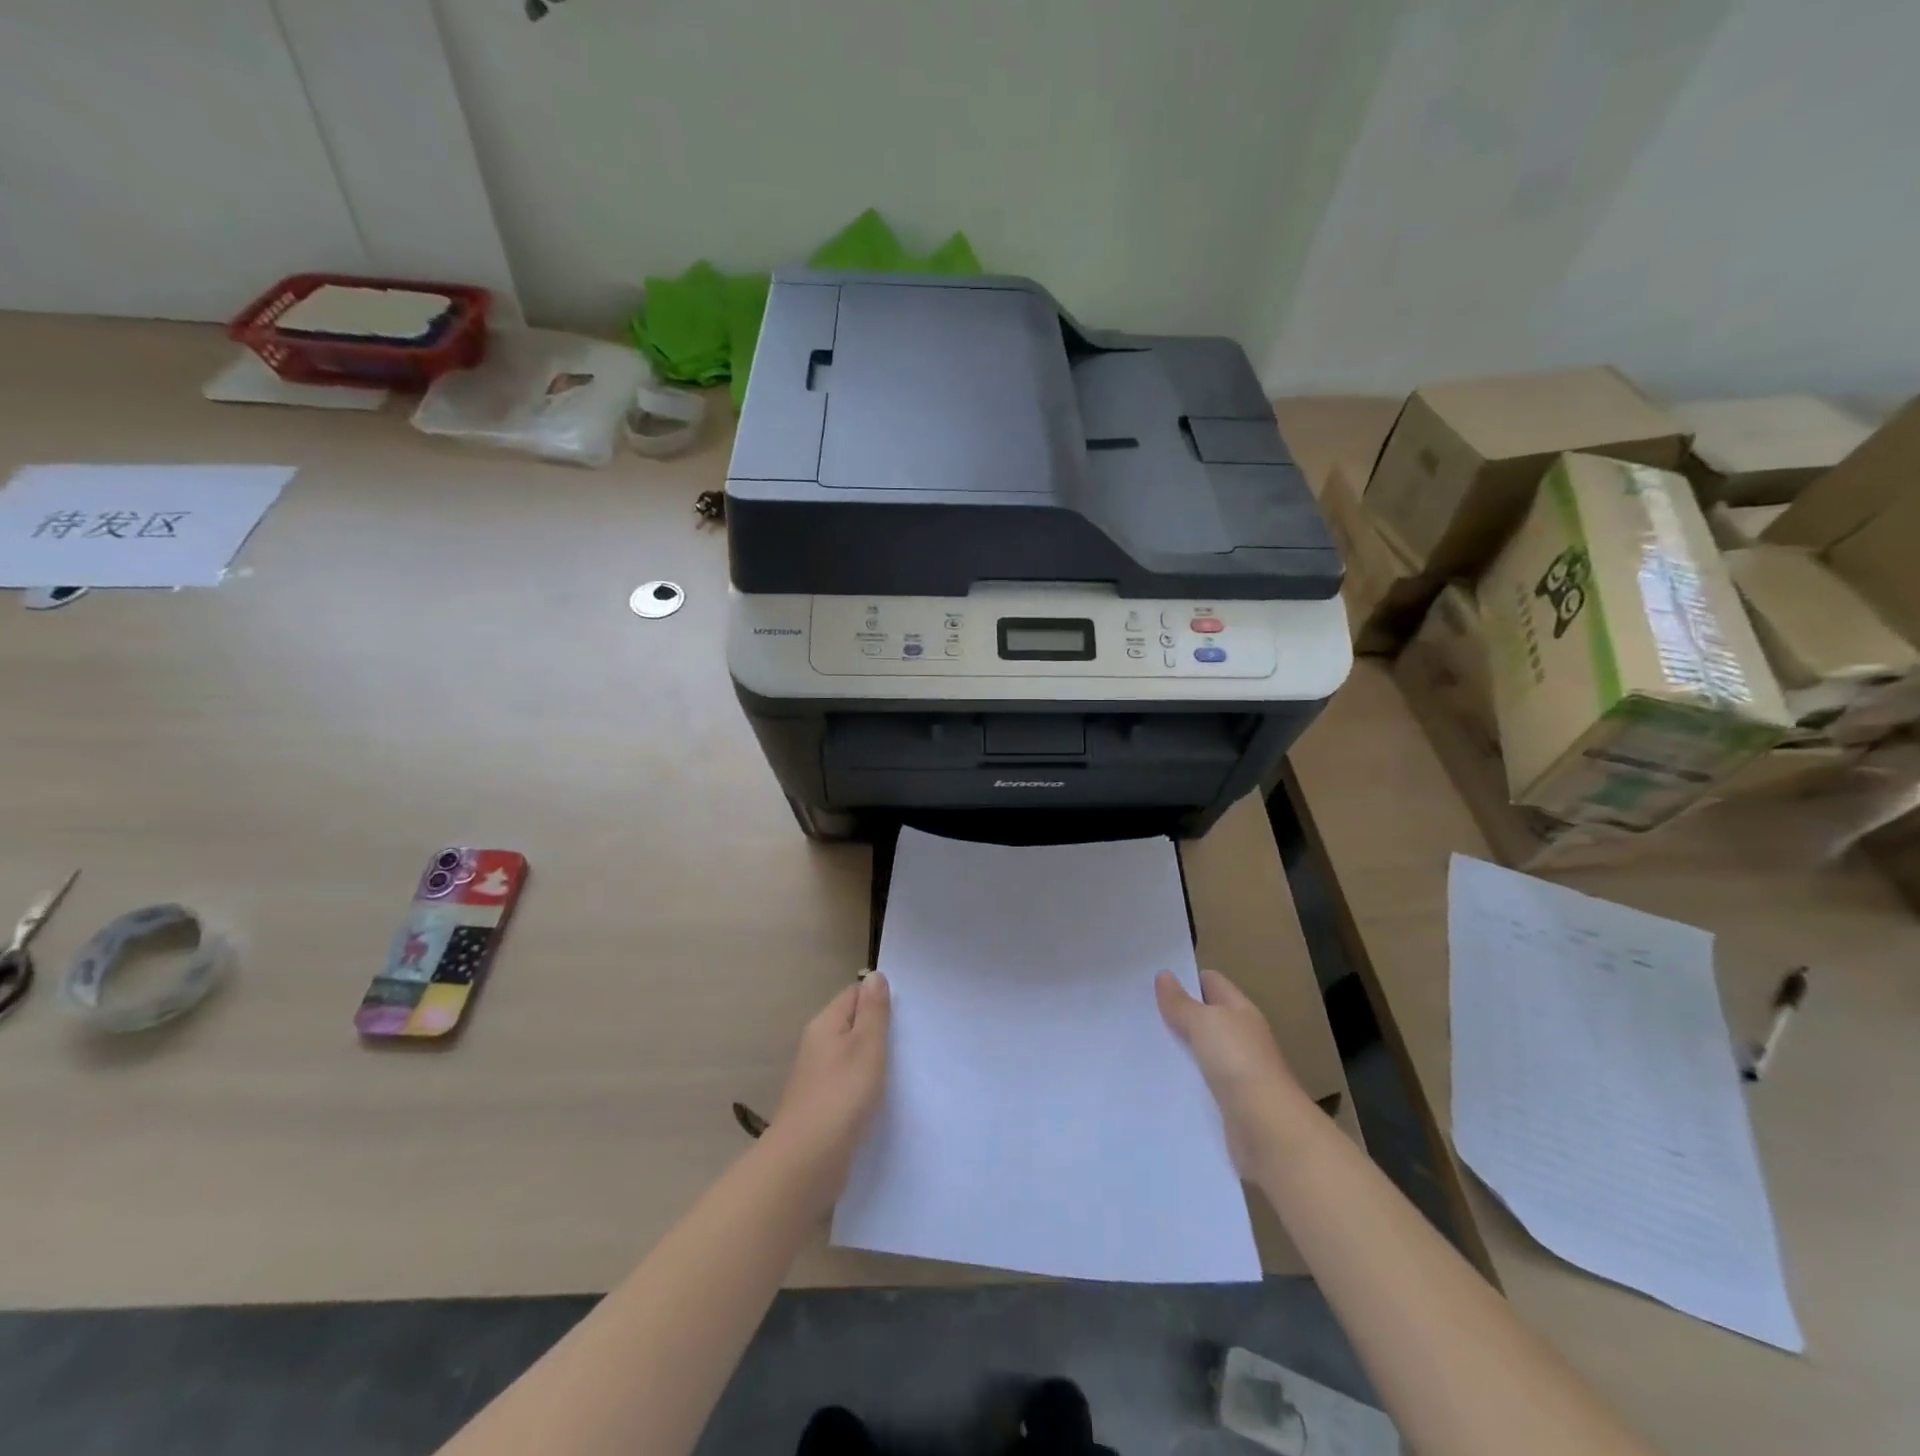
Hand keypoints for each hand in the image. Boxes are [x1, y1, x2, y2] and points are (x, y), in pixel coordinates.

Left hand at [764, 973, 890, 1211]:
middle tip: (912, 1038)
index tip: (908, 1012)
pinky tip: (883, 1097)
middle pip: (852, 1024)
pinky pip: (849, 1082)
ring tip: (904, 1066)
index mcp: (824, 1024)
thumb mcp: (866, 1046)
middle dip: (879, 1029)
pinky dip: (866, 1085)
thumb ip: (873, 1011)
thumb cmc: (841, 1096)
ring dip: (874, 1059)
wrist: (806, 1163)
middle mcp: (817, 1045)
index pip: (854, 995)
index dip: (879, 998)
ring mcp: (818, 1077)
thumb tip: (874, 974)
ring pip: (851, 1055)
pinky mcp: (823, 1106)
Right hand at [1156, 969, 1306, 1177]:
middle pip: (1204, 1017)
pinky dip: (1183, 1080)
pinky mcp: (1229, 1102)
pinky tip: (1159, 1080)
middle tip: (1139, 1012)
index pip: (1211, 982)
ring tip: (1141, 1044)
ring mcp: (1236, 1071)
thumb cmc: (1238, 1063)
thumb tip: (1164, 975)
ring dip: (1177, 1049)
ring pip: (1200, 1051)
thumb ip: (1181, 1002)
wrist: (1268, 1130)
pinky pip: (1200, 1082)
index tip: (1152, 981)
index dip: (1185, 978)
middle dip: (1175, 1014)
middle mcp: (1241, 1037)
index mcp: (1240, 1011)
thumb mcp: (1204, 1023)